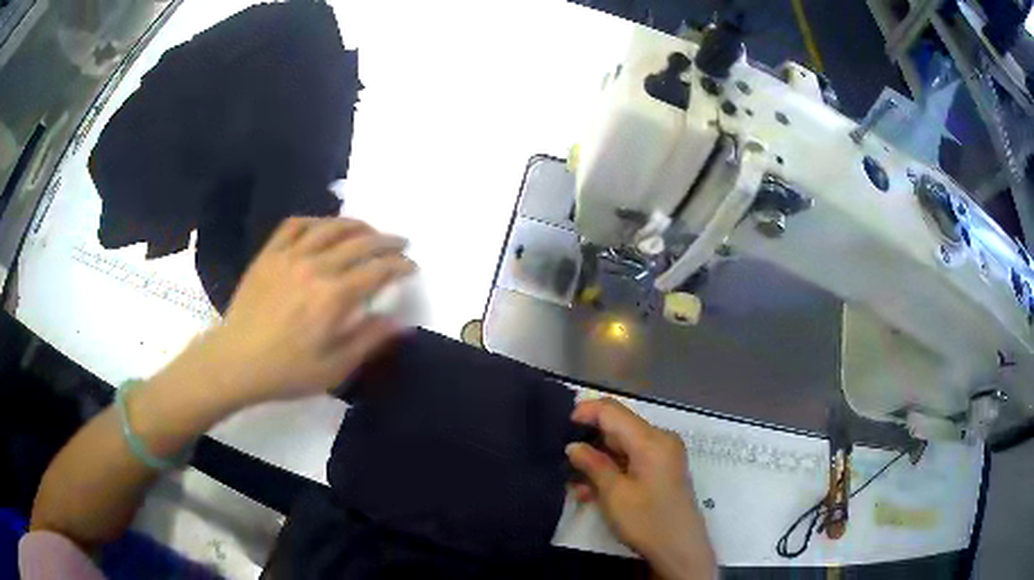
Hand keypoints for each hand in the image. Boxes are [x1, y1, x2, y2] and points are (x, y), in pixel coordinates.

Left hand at [197, 217, 414, 406]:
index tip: (412, 266)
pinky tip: (323, 227)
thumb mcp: (335, 368)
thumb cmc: (287, 371)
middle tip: (400, 243)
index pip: (378, 270)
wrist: (237, 362)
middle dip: (386, 241)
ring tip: (369, 229)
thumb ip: (369, 340)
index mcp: (334, 297)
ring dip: (356, 224)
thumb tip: (401, 322)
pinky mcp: (269, 254)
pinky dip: (315, 221)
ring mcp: (289, 256)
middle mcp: (315, 267)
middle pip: (360, 243)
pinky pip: (295, 225)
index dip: (400, 265)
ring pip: (330, 227)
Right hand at [567, 398, 715, 579]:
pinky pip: (632, 460)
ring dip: (598, 461)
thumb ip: (593, 465)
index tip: (560, 428)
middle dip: (589, 442)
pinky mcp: (662, 470)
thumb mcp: (614, 494)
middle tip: (562, 460)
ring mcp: (663, 455)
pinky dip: (612, 470)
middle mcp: (660, 440)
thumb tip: (574, 446)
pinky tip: (591, 490)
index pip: (612, 410)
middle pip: (618, 427)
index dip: (585, 412)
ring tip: (573, 482)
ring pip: (622, 447)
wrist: (680, 549)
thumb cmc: (646, 521)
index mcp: (651, 439)